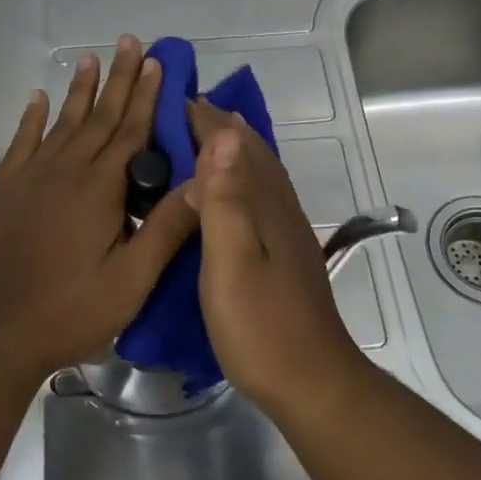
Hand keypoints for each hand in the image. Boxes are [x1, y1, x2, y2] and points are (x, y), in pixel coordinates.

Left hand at [0, 35, 199, 379]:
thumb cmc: (71, 311)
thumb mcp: (131, 281)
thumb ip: (165, 228)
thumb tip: (204, 181)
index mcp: (98, 189)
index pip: (130, 131)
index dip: (146, 95)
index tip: (156, 62)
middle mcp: (64, 170)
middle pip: (99, 116)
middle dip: (118, 78)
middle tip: (130, 42)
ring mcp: (30, 177)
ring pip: (62, 122)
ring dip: (80, 90)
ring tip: (91, 57)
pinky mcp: (4, 190)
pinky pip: (21, 142)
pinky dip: (31, 118)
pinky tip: (38, 98)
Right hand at [184, 101, 365, 414]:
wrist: (311, 382)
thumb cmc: (261, 326)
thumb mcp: (232, 262)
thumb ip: (227, 199)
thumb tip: (225, 134)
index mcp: (264, 203)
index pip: (233, 144)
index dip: (203, 118)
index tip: (169, 97)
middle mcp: (279, 206)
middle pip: (250, 151)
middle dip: (217, 125)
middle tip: (177, 111)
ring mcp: (286, 229)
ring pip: (259, 171)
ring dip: (231, 147)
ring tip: (199, 137)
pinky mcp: (284, 250)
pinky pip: (260, 194)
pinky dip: (241, 176)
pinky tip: (228, 191)